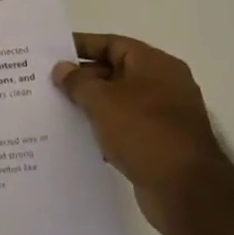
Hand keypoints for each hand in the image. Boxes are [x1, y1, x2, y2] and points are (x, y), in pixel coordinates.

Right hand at [53, 34, 227, 230]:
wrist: (185, 190)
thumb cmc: (144, 131)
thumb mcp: (102, 100)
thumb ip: (77, 81)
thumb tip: (62, 69)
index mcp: (155, 65)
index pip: (112, 44)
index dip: (81, 46)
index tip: (51, 52)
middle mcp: (164, 85)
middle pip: (115, 71)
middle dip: (82, 77)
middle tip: (48, 82)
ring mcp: (164, 116)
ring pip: (119, 101)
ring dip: (91, 104)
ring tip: (57, 107)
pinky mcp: (160, 143)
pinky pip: (125, 126)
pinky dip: (104, 128)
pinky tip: (78, 136)